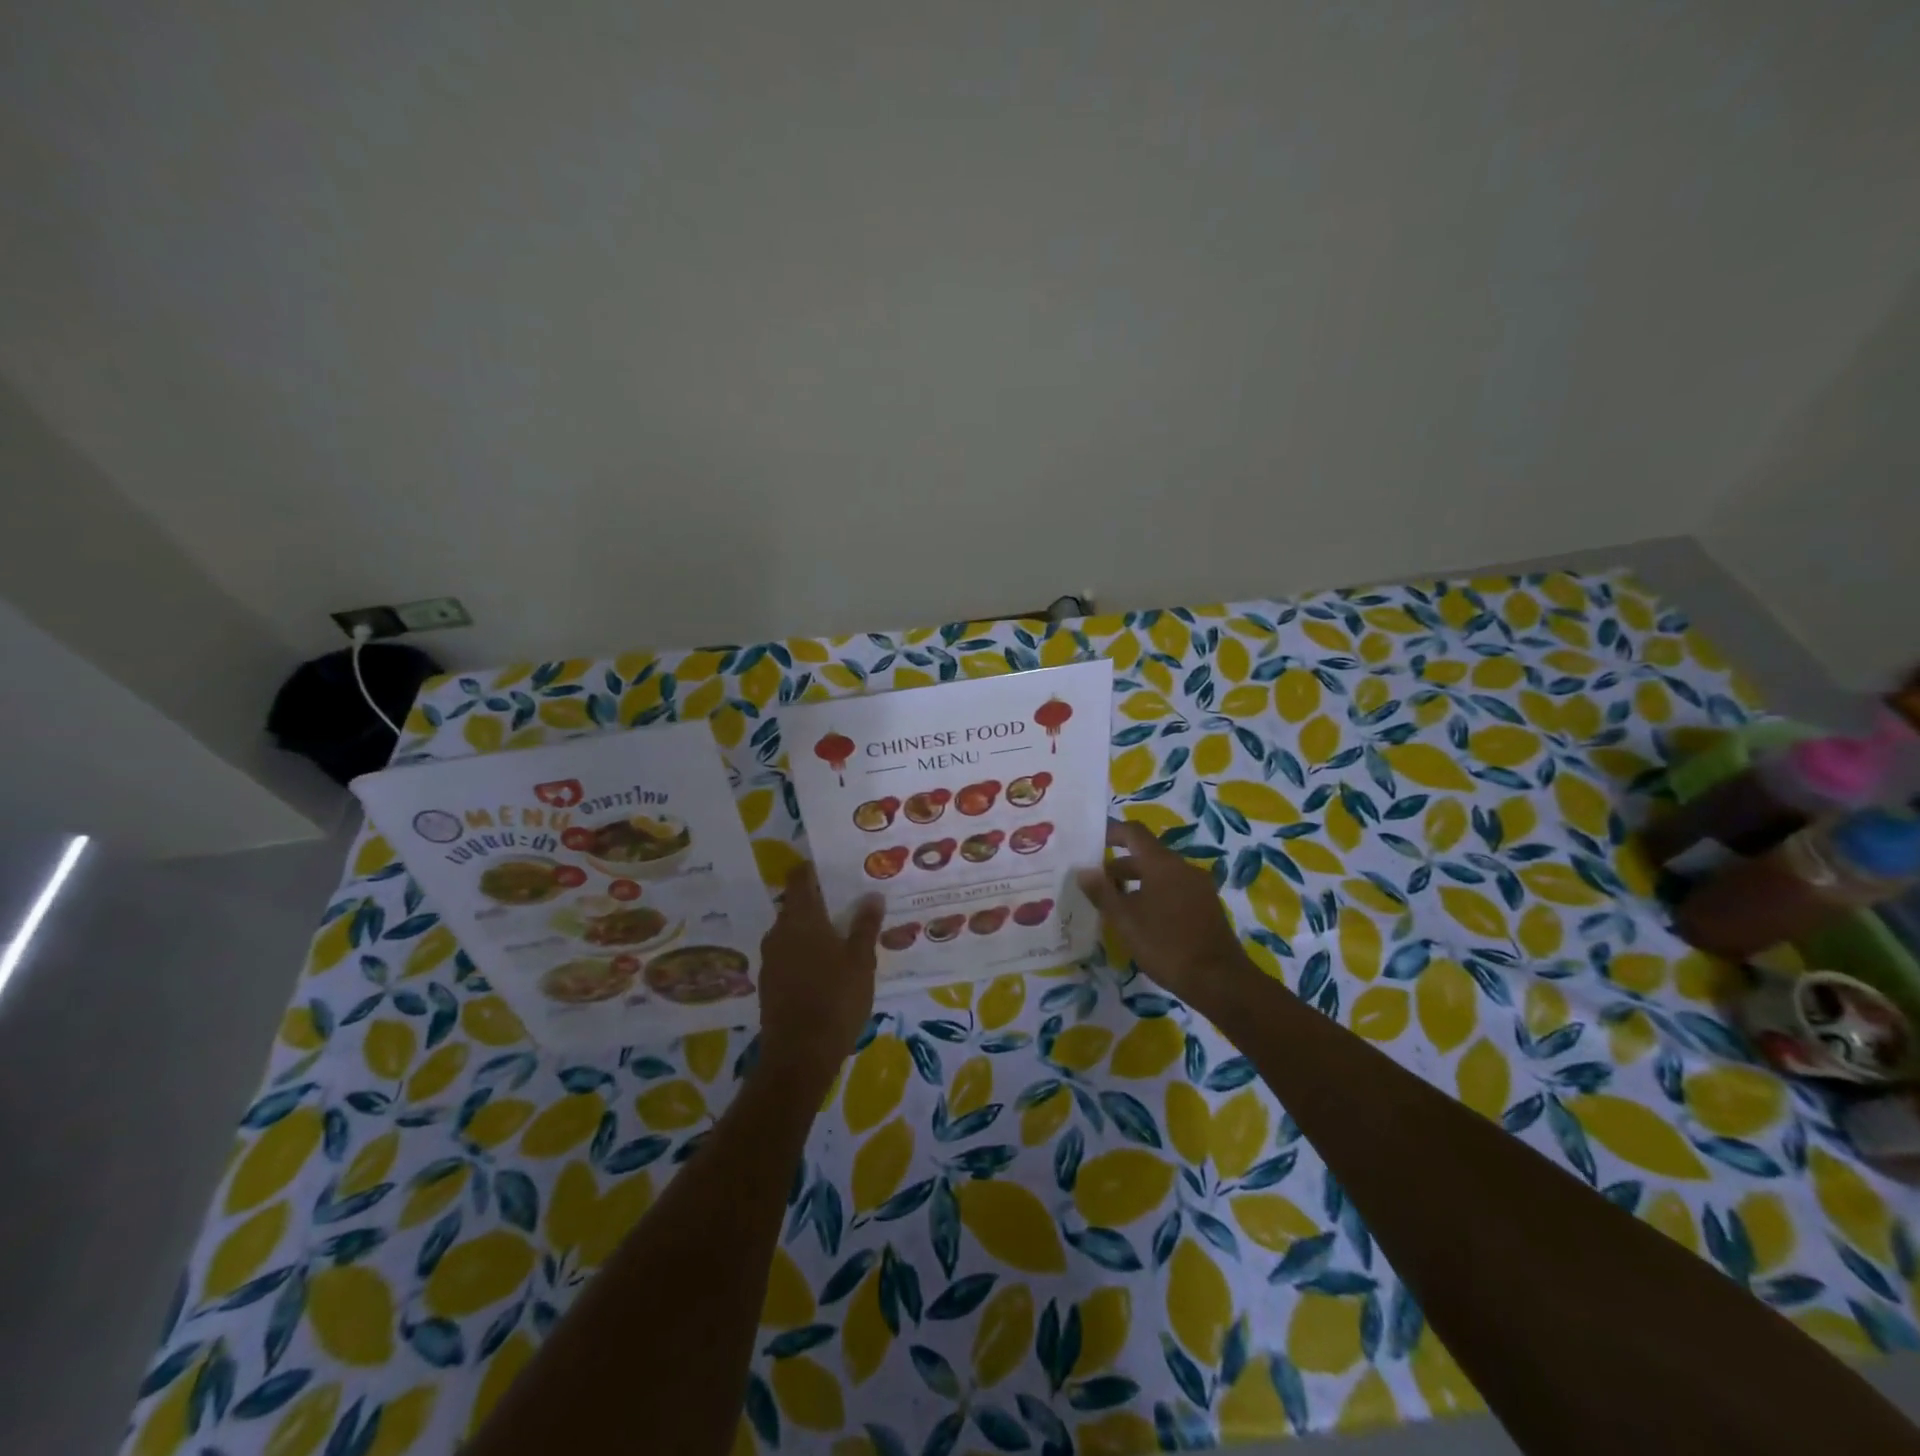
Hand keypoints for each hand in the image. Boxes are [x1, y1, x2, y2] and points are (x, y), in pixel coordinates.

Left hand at [757, 864, 883, 1086]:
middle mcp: (779, 932)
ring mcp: (771, 959)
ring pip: (792, 932)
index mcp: (800, 918)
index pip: (800, 878)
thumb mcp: (861, 960)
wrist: (799, 1055)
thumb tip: (872, 895)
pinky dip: (805, 953)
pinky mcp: (769, 983)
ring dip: (813, 930)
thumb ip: (865, 925)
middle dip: (820, 902)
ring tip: (843, 937)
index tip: (835, 869)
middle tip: (850, 905)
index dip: (815, 870)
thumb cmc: (835, 999)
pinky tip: (827, 968)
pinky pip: (789, 955)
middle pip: (796, 905)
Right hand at [1076, 820, 1257, 1017]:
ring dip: (1137, 882)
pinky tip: (1143, 920)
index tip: (1091, 841)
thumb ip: (1102, 892)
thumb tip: (1084, 870)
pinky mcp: (1207, 906)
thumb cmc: (1166, 945)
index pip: (1134, 832)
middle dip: (1120, 865)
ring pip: (1161, 874)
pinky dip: (1154, 894)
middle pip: (1147, 855)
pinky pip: (1174, 889)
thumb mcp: (1125, 920)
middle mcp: (1183, 867)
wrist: (1220, 981)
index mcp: (1163, 864)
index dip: (1111, 831)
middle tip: (1097, 883)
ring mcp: (1199, 887)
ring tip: (1115, 904)